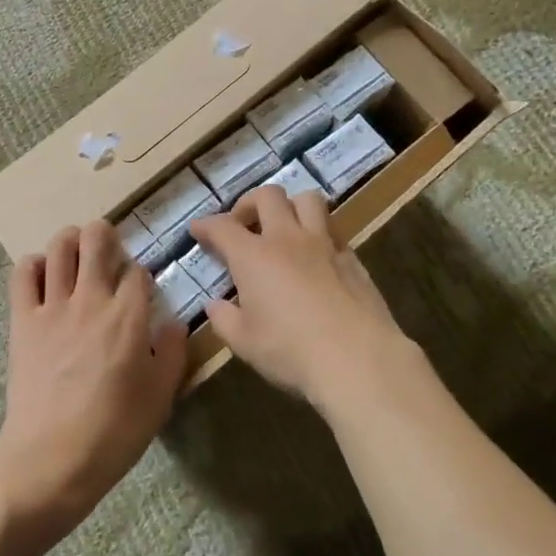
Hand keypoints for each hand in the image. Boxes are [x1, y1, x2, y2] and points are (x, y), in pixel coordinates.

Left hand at [0, 221, 188, 541]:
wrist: (51, 458)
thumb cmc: (113, 432)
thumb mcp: (160, 398)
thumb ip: (172, 354)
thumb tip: (174, 323)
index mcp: (128, 317)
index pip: (138, 272)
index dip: (141, 275)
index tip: (140, 290)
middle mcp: (91, 300)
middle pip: (97, 240)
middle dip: (105, 235)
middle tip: (108, 247)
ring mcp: (52, 307)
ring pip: (59, 248)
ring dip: (70, 240)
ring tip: (76, 250)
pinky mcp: (22, 320)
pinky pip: (23, 274)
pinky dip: (33, 264)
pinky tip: (42, 273)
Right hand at [190, 186, 410, 408]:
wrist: (358, 359)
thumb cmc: (290, 351)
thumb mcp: (244, 342)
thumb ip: (224, 319)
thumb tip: (216, 306)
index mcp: (253, 256)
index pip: (223, 227)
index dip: (206, 225)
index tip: (198, 230)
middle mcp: (287, 239)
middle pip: (268, 196)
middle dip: (250, 204)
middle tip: (244, 225)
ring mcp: (324, 245)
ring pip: (308, 200)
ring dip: (291, 207)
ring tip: (284, 229)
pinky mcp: (352, 259)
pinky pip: (333, 229)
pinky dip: (319, 233)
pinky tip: (315, 256)